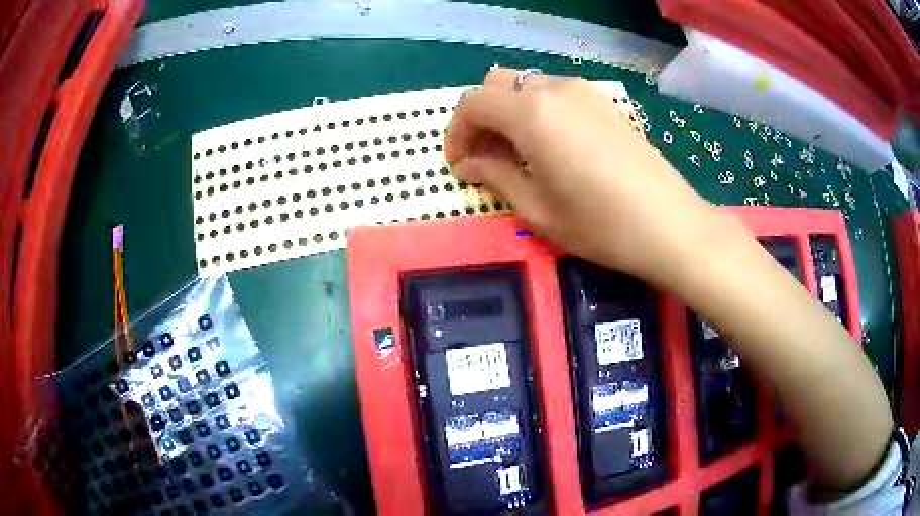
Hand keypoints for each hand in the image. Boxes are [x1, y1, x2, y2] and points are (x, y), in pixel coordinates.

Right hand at [445, 68, 717, 285]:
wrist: (669, 225)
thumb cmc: (599, 224)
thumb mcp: (536, 208)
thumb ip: (494, 175)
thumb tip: (468, 163)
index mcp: (531, 113)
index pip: (473, 103)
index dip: (456, 132)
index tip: (459, 164)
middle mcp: (554, 89)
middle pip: (497, 84)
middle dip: (481, 117)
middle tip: (485, 156)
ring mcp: (583, 92)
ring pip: (527, 86)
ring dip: (510, 112)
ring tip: (517, 154)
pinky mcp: (604, 102)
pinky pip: (555, 94)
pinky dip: (538, 111)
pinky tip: (550, 146)